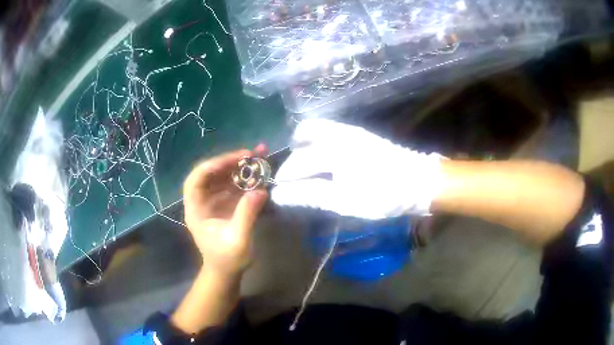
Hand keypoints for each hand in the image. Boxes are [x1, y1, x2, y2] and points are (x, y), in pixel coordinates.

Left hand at [183, 148, 267, 276]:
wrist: (227, 272)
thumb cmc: (227, 259)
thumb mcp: (238, 240)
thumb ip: (246, 215)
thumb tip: (260, 190)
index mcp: (196, 209)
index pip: (196, 180)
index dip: (213, 166)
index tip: (234, 160)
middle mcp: (202, 201)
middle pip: (211, 174)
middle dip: (230, 162)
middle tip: (251, 154)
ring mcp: (214, 202)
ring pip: (223, 177)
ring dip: (240, 166)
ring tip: (259, 156)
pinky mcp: (225, 204)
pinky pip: (233, 186)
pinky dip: (246, 177)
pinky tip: (259, 172)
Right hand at [271, 119, 443, 218]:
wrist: (418, 181)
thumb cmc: (383, 195)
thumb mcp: (345, 201)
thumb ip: (310, 195)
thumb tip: (280, 194)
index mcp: (333, 151)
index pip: (298, 163)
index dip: (286, 179)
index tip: (279, 192)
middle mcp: (337, 134)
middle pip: (303, 136)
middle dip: (293, 159)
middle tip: (292, 180)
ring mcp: (348, 130)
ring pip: (315, 128)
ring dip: (304, 146)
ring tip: (305, 169)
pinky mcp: (357, 133)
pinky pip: (327, 130)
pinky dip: (317, 142)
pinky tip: (323, 161)